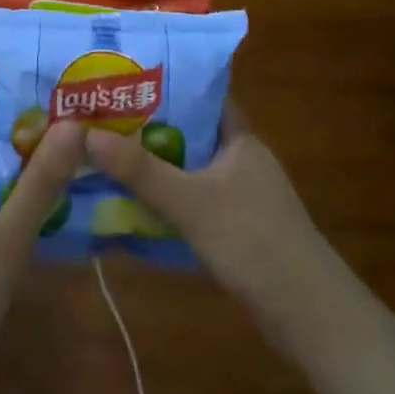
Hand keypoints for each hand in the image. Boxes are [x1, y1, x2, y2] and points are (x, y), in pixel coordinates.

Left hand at [0, 66, 84, 393]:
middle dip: (22, 102)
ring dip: (25, 139)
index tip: (44, 54)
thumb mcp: (8, 237)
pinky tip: (56, 183)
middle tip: (73, 89)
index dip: (0, 70)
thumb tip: (76, 122)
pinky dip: (21, 174)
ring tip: (74, 125)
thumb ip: (42, 181)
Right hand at [84, 102, 333, 347]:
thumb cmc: (253, 240)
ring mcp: (240, 196)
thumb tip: (86, 134)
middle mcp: (241, 160)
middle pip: (189, 132)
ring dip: (154, 166)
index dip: (167, 84)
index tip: (124, 79)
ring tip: (105, 156)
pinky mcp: (236, 229)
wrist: (307, 314)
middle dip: (148, 127)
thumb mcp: (191, 202)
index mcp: (240, 139)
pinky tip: (133, 204)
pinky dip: (166, 199)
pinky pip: (192, 201)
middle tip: (100, 119)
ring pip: (189, 169)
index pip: (203, 95)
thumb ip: (141, 170)